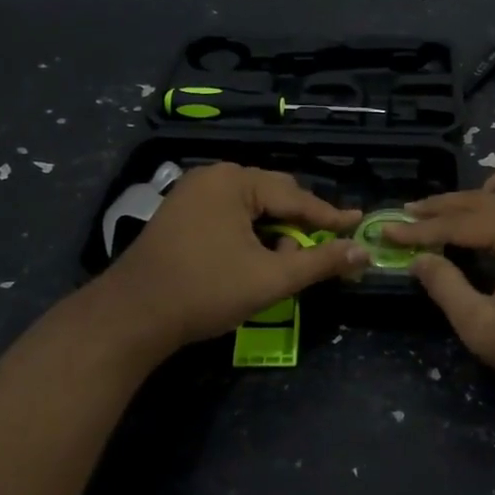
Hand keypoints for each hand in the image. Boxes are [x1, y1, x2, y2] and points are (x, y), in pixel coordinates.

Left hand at [96, 164, 365, 359]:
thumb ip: (320, 262)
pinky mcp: (180, 214)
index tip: (358, 223)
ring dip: (274, 233)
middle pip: (273, 197)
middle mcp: (213, 177)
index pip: (295, 197)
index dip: (329, 216)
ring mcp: (192, 193)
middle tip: (324, 247)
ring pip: (251, 208)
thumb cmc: (205, 291)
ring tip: (285, 262)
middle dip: (298, 225)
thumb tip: (362, 251)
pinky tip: (255, 258)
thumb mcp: (270, 278)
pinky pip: (230, 215)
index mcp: (235, 181)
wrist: (131, 317)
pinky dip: (250, 234)